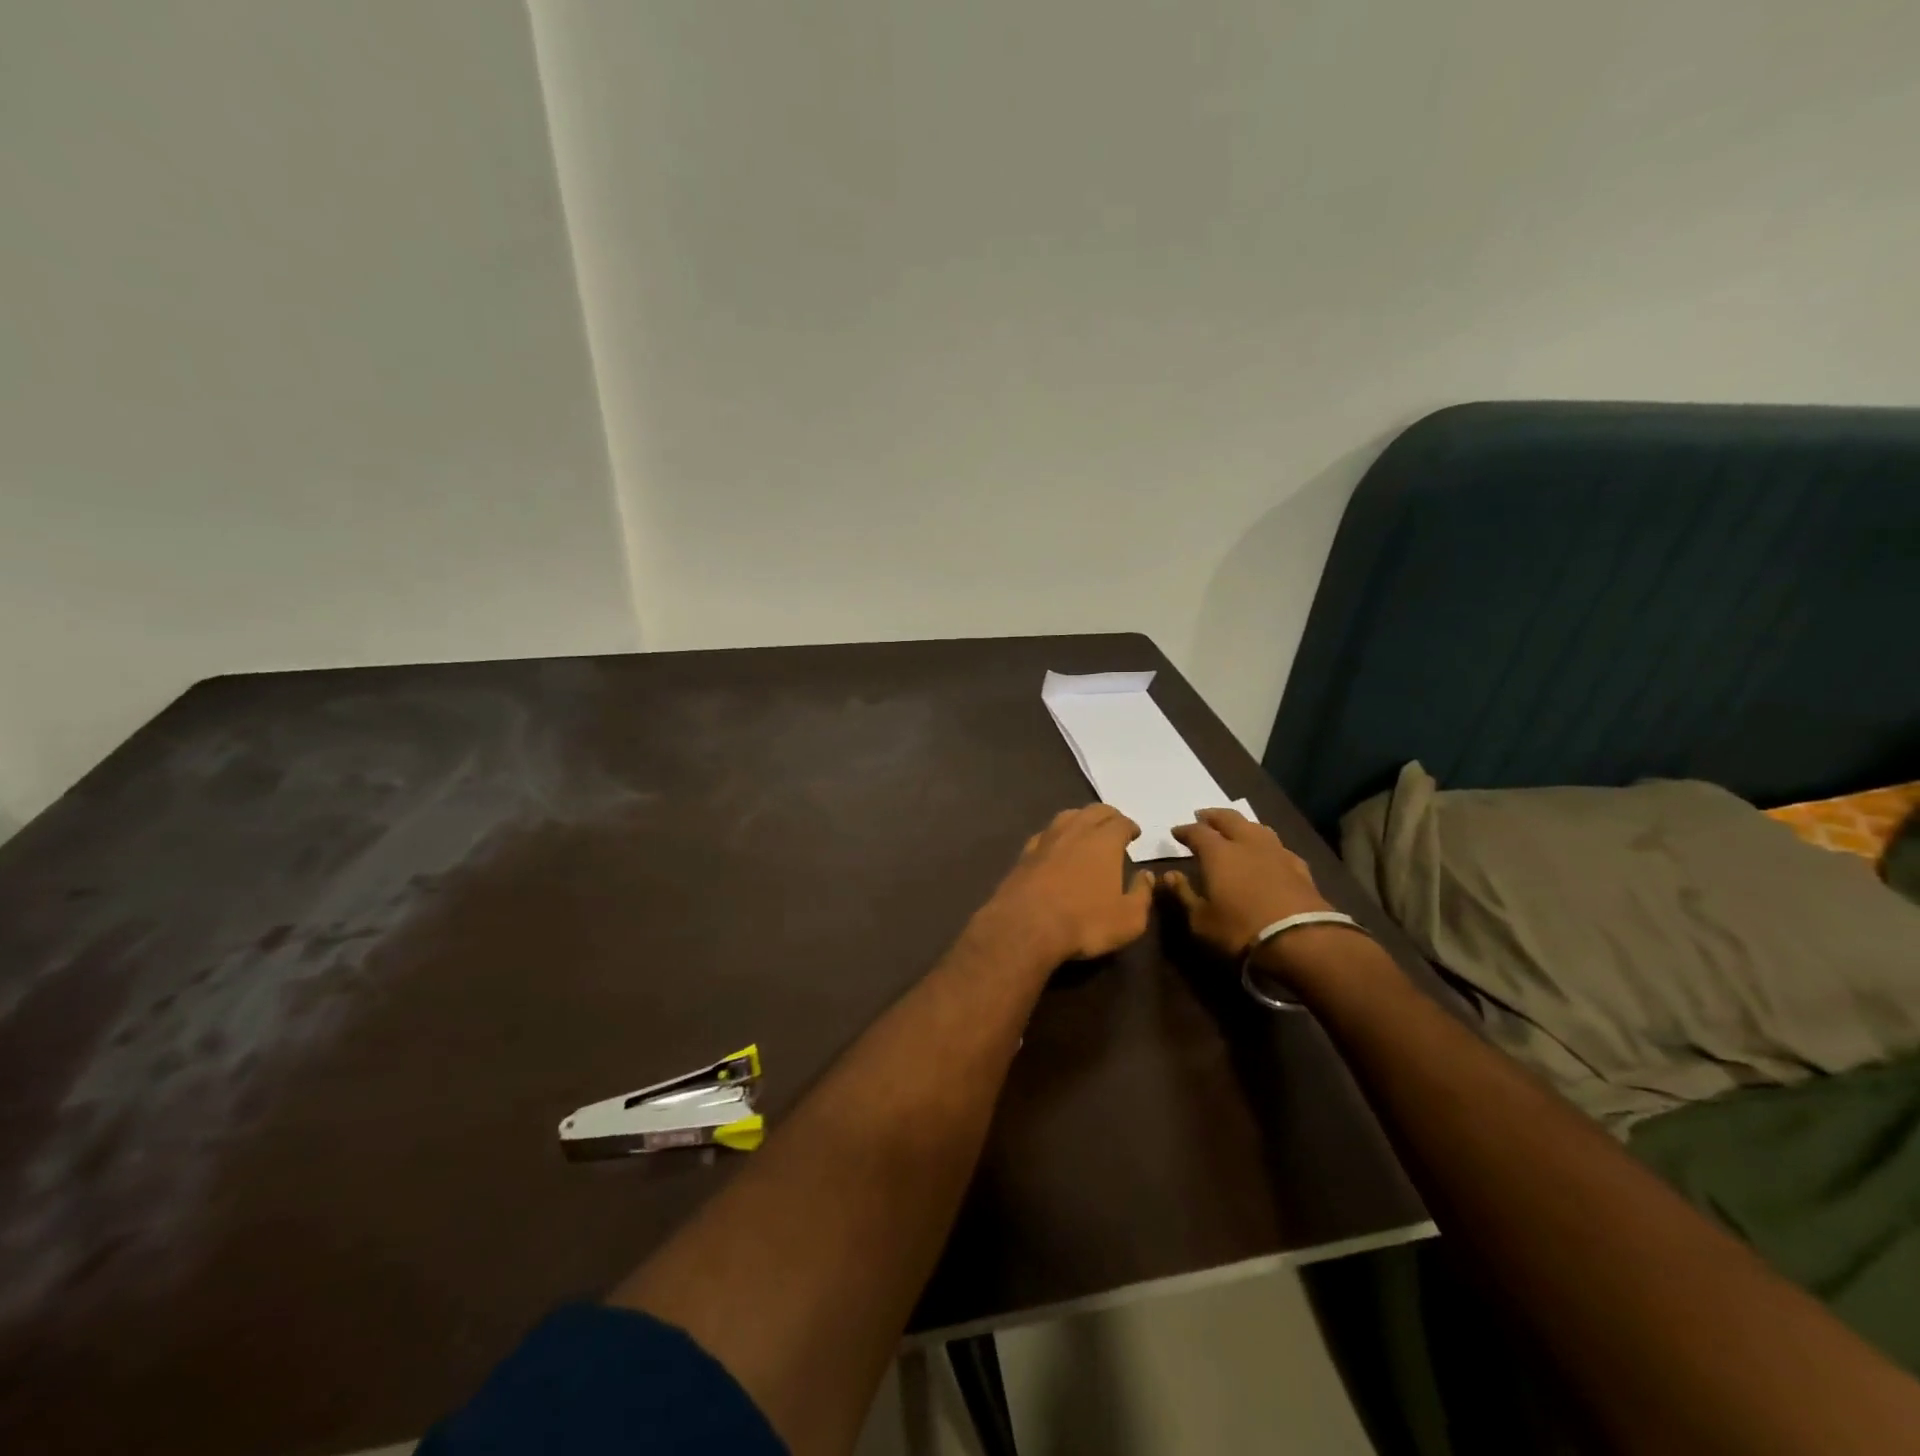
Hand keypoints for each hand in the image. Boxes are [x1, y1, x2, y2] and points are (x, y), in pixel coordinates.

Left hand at [971, 805, 1154, 966]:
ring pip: (1067, 816)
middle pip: (1094, 811)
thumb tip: (1146, 876)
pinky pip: (1045, 834)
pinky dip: (1056, 835)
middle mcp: (1075, 831)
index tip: (1134, 834)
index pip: (1121, 822)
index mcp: (1104, 841)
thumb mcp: (1128, 919)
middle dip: (1108, 816)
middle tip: (1115, 826)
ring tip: (1087, 830)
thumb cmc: (1084, 922)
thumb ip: (1142, 894)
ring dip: (1081, 819)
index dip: (1130, 826)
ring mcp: (1046, 839)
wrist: (1026, 926)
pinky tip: (1056, 845)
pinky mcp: (1025, 854)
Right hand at [1158, 807, 1333, 956]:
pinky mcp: (1299, 867)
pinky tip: (1268, 854)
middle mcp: (1247, 843)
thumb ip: (1184, 894)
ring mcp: (1276, 852)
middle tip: (1203, 818)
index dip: (1185, 830)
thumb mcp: (1201, 919)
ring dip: (1242, 825)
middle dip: (1213, 816)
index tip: (1176, 832)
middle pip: (1229, 819)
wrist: (1301, 940)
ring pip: (1257, 827)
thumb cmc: (1240, 929)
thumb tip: (1169, 875)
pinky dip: (1267, 846)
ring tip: (1235, 830)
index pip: (1197, 831)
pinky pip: (1278, 847)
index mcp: (1218, 852)